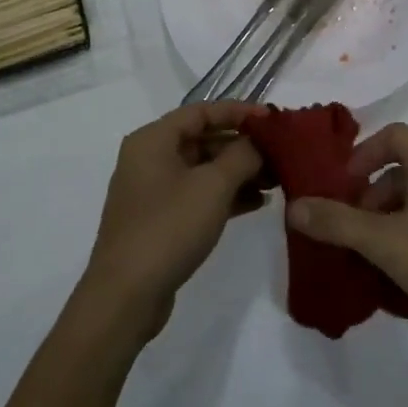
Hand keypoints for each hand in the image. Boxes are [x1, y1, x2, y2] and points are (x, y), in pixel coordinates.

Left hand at [80, 102, 264, 342]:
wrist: (127, 295)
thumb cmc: (169, 227)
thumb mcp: (213, 186)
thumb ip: (242, 156)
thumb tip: (258, 143)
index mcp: (153, 139)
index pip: (201, 111)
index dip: (238, 111)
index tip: (272, 119)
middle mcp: (149, 158)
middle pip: (203, 139)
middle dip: (242, 146)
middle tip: (280, 154)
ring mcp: (153, 191)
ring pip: (203, 169)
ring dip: (238, 172)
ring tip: (276, 180)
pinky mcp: (160, 219)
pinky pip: (198, 195)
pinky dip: (225, 195)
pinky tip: (257, 203)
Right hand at [285, 122, 407, 341]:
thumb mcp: (385, 241)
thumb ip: (337, 223)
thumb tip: (294, 206)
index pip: (392, 134)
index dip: (363, 154)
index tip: (342, 186)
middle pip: (401, 171)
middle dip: (369, 198)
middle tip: (352, 230)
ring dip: (388, 223)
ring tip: (370, 258)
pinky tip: (400, 277)